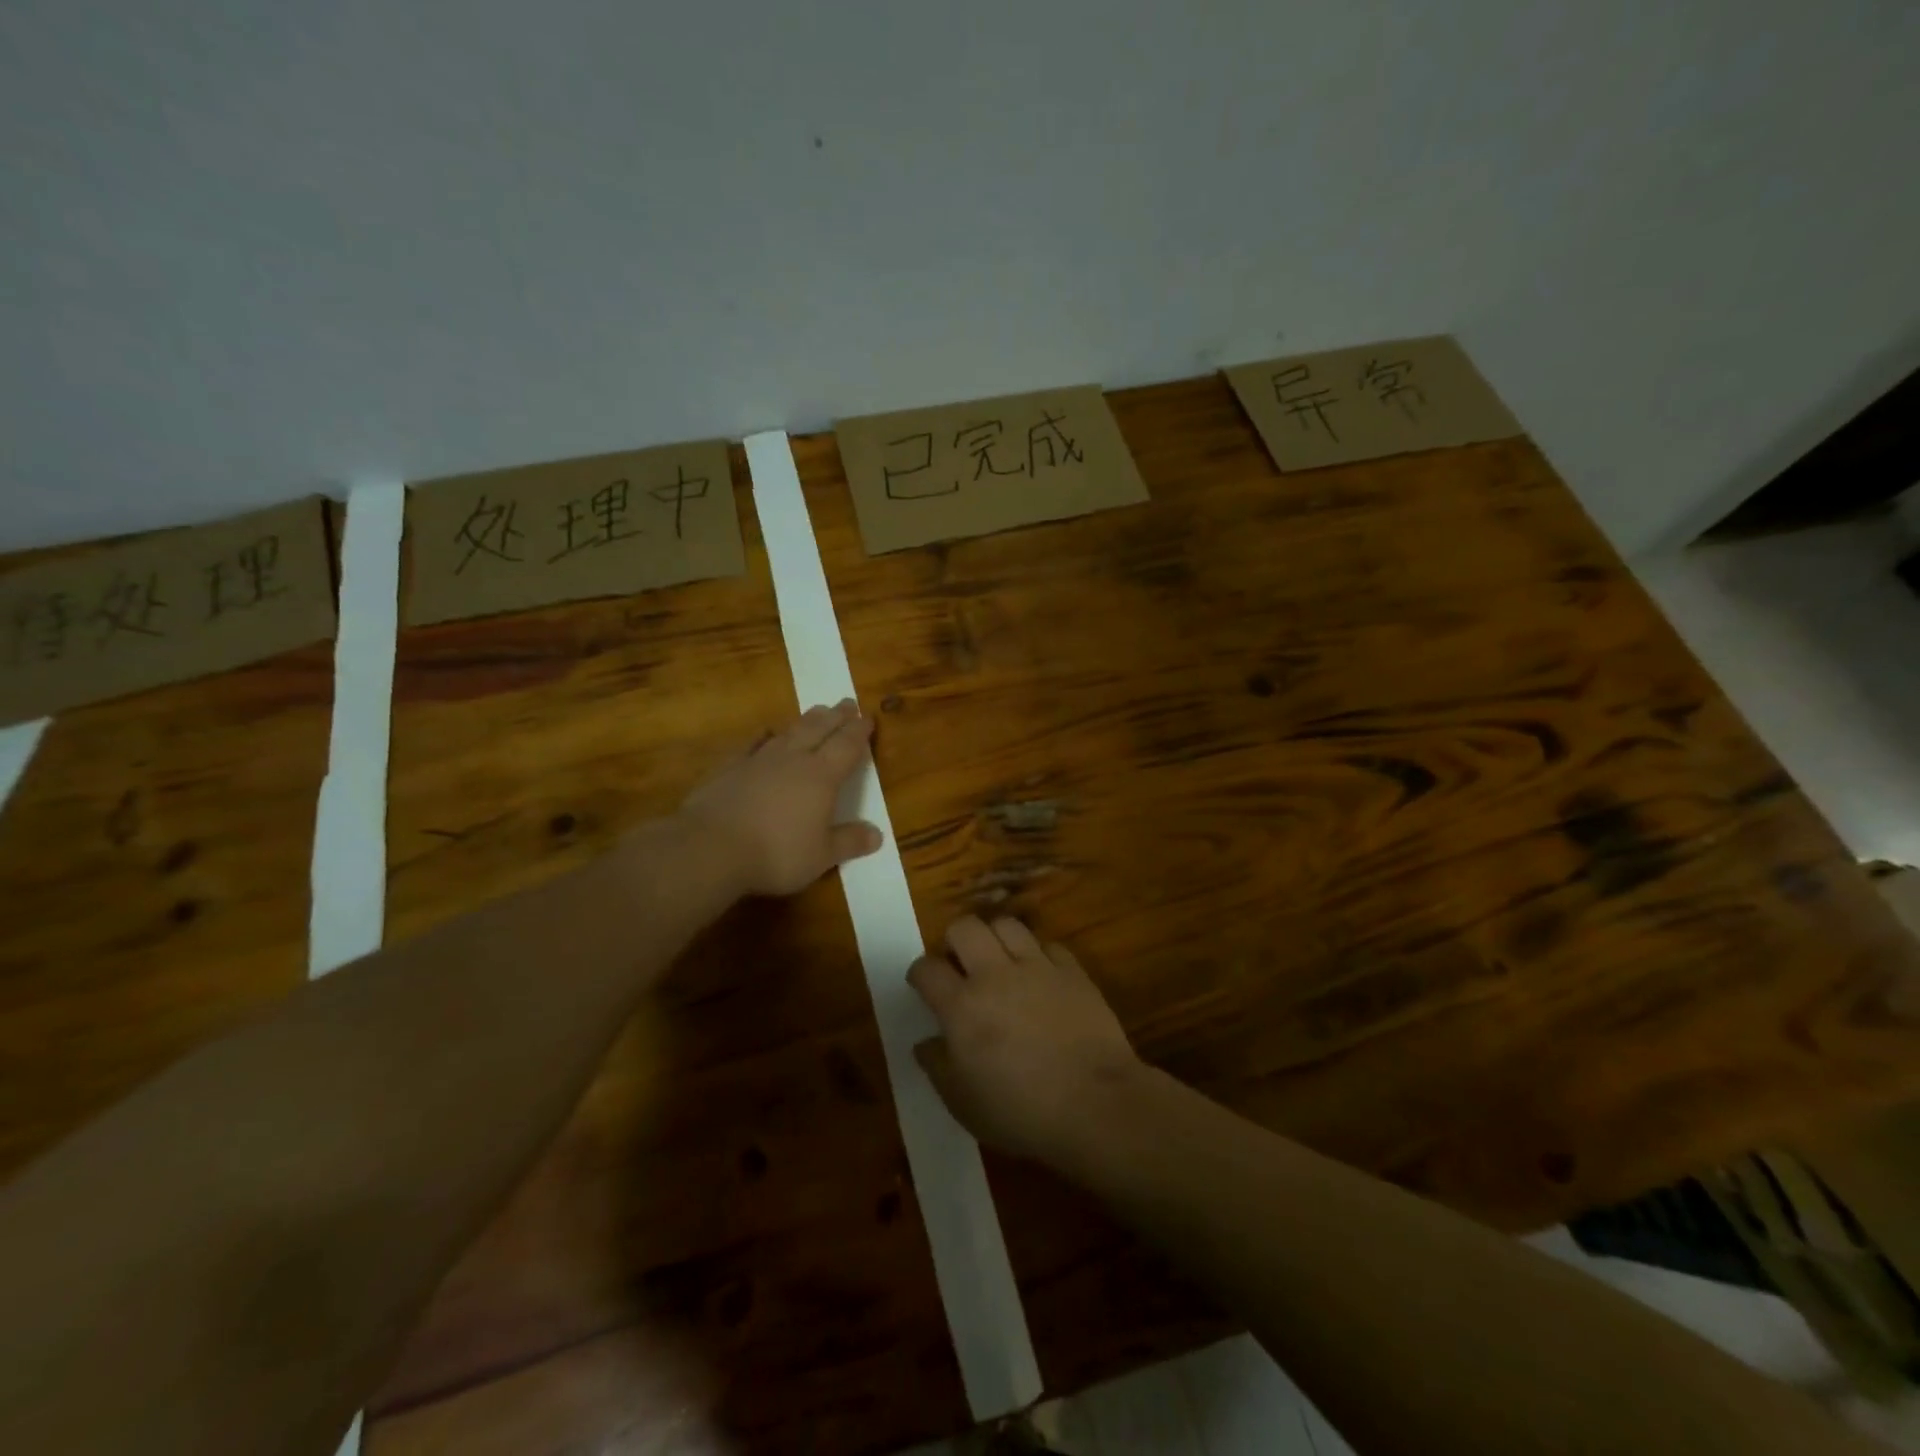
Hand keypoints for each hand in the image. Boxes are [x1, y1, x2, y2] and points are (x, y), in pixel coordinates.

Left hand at [678, 700, 883, 896]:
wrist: (711, 847)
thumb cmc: (776, 853)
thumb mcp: (821, 856)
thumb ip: (849, 842)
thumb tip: (877, 834)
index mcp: (822, 777)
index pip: (847, 746)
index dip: (859, 732)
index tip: (868, 717)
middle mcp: (793, 760)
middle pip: (819, 730)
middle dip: (837, 716)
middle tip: (848, 702)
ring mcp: (759, 761)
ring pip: (789, 732)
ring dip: (806, 720)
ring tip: (817, 710)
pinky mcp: (730, 768)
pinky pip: (751, 745)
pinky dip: (761, 736)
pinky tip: (765, 732)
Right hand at [908, 916, 1141, 1165]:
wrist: (1095, 1104)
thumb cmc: (1021, 1112)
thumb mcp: (963, 1104)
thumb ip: (938, 1067)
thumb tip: (924, 1043)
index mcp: (962, 1007)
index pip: (927, 968)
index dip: (920, 973)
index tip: (923, 984)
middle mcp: (995, 975)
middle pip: (964, 928)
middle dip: (954, 940)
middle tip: (960, 964)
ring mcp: (1037, 967)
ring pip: (1007, 924)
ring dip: (996, 938)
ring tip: (999, 960)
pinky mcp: (1072, 971)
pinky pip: (1048, 945)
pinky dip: (1039, 955)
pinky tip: (1041, 976)